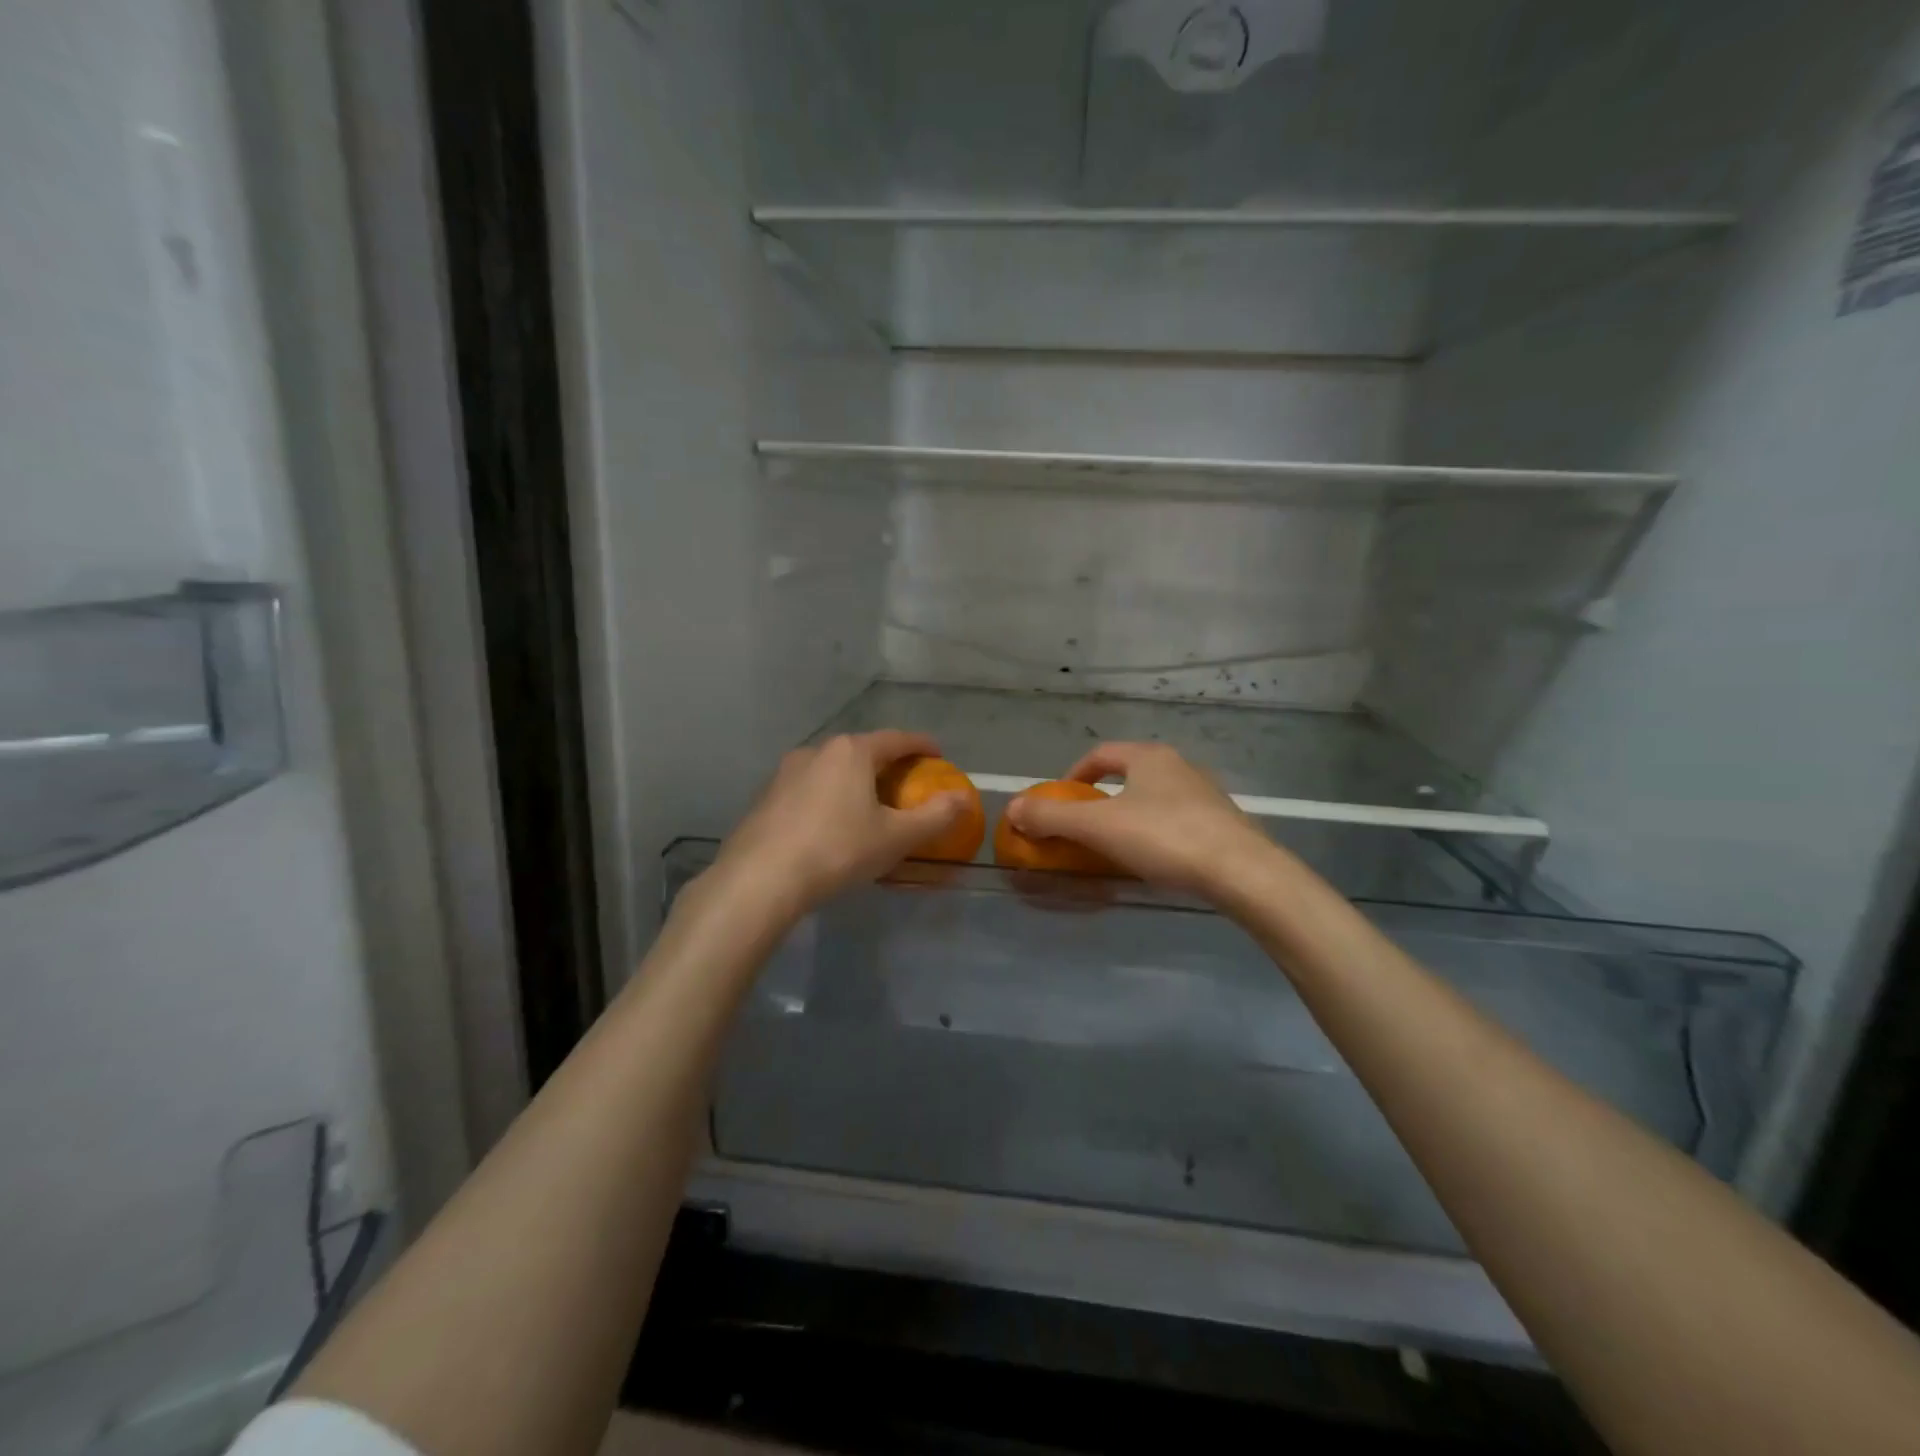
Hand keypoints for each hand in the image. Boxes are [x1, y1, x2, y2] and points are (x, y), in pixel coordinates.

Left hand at [708, 731, 969, 917]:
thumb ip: (935, 816)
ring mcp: (786, 773)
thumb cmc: (837, 850)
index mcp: (852, 752)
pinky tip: (831, 825)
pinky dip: (829, 798)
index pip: (897, 739)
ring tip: (868, 805)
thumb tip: (964, 799)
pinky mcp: (766, 797)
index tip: (938, 754)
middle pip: (862, 751)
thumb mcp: (896, 837)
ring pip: (832, 770)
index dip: (922, 745)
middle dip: (887, 764)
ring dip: (855, 781)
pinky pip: (809, 789)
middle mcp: (817, 751)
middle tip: (906, 784)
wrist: (760, 879)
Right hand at [1004, 742, 1281, 901]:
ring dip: (1130, 815)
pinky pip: (1177, 821)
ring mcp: (1205, 795)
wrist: (1243, 872)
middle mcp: (1179, 766)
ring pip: (1154, 798)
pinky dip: (1156, 833)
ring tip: (1115, 846)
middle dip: (1101, 797)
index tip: (1059, 800)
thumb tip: (1011, 808)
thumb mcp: (1099, 828)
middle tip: (1084, 826)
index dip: (1074, 774)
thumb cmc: (1165, 837)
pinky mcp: (1223, 824)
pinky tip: (1154, 860)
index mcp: (1148, 757)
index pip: (1101, 754)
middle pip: (1129, 774)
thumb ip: (1052, 818)